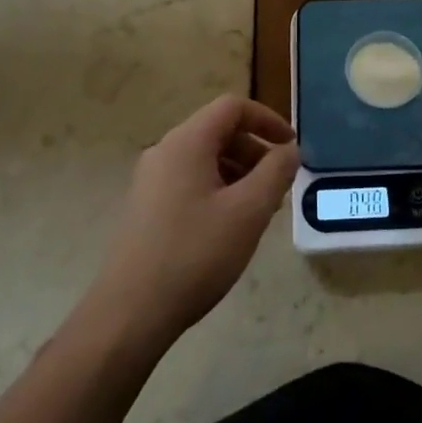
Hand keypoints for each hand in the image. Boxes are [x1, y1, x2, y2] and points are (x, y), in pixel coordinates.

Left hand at [89, 96, 299, 346]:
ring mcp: (150, 180)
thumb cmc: (195, 254)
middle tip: (278, 187)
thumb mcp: (249, 211)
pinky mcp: (145, 207)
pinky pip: (189, 181)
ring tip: (258, 212)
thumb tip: (289, 149)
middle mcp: (164, 151)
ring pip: (204, 159)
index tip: (291, 148)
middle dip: (254, 152)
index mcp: (187, 142)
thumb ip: (276, 172)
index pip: (233, 107)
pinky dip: (217, 190)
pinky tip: (228, 228)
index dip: (268, 120)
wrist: (129, 314)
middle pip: (218, 132)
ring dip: (238, 174)